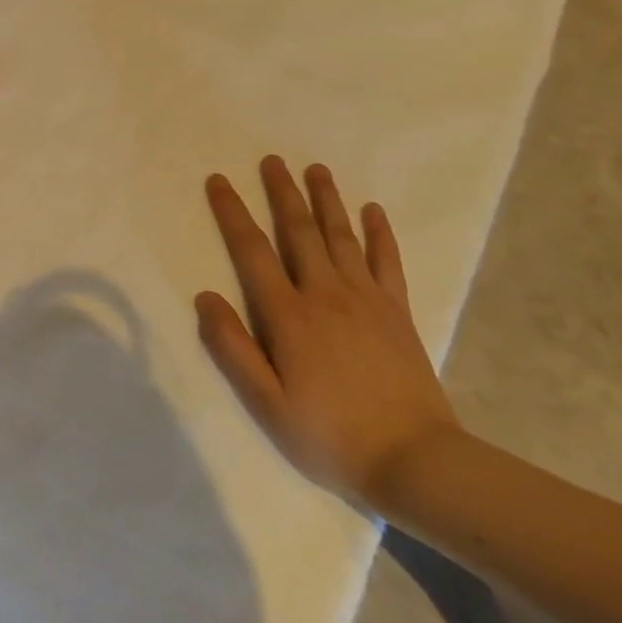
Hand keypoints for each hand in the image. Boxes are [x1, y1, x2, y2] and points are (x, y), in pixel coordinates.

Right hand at [195, 156, 461, 510]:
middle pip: (299, 232)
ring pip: (341, 237)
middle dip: (282, 193)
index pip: (252, 251)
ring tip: (316, 169)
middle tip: (271, 160)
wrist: (417, 462)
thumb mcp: (266, 403)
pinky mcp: (398, 313)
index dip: (232, 213)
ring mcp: (367, 301)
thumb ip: (232, 347)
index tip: (219, 181)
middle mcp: (326, 295)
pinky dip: (380, 233)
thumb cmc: (330, 435)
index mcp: (289, 315)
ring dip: (326, 200)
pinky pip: (388, 262)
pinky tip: (373, 210)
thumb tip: (204, 296)